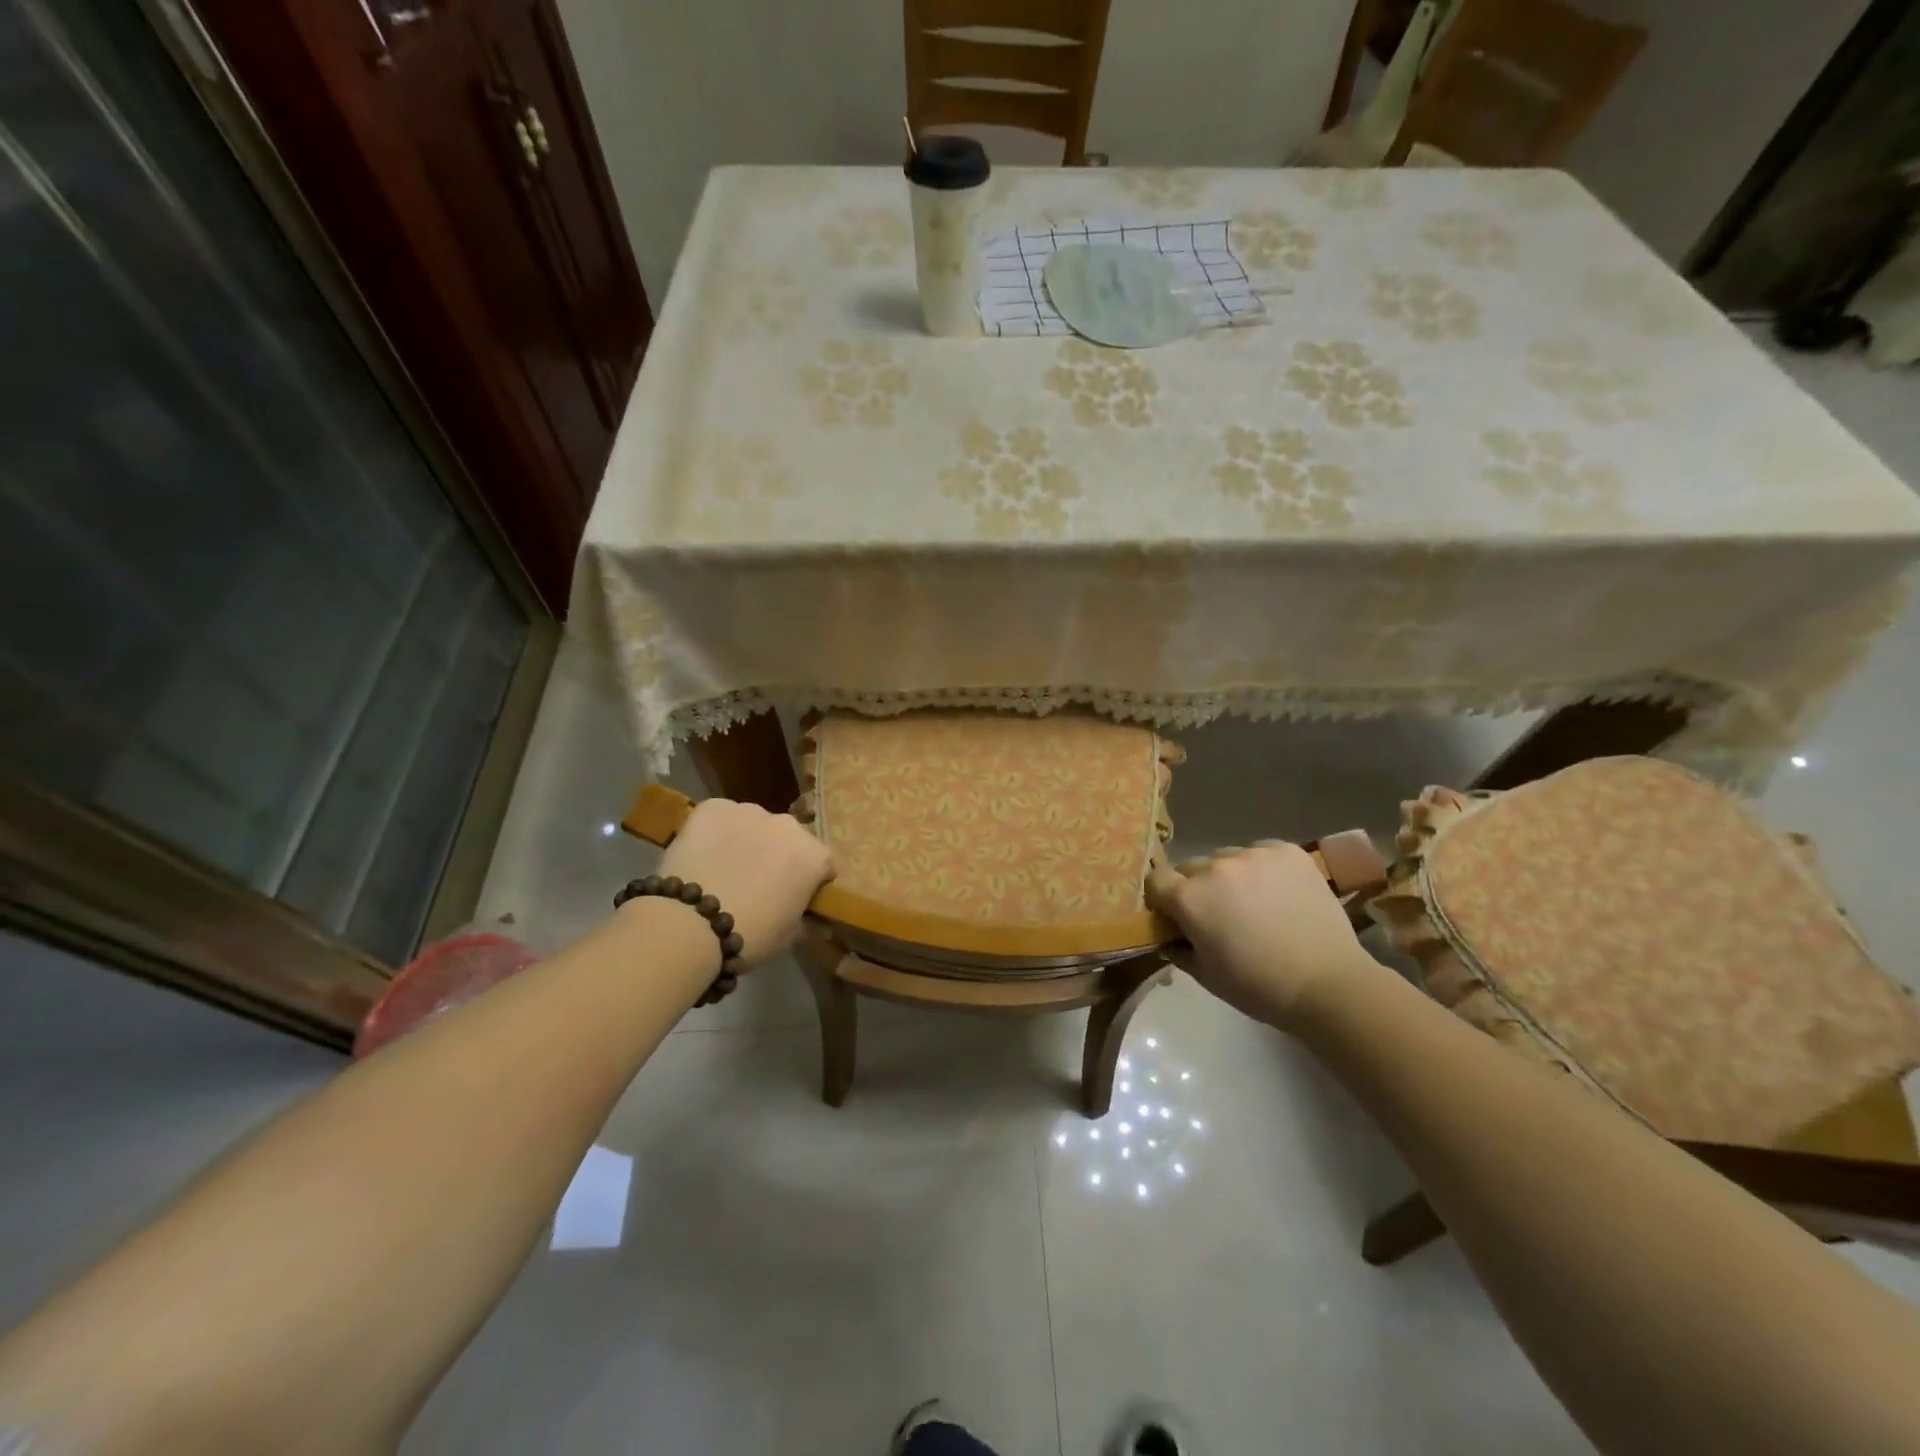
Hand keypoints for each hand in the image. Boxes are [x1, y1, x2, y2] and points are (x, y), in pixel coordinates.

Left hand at [656, 799, 834, 969]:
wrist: (690, 925)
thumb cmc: (750, 935)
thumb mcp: (789, 935)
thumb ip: (807, 918)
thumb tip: (818, 921)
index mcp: (814, 855)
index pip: (822, 864)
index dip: (809, 881)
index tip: (795, 896)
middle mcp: (788, 824)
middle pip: (788, 838)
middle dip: (778, 855)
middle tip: (758, 882)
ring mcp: (749, 811)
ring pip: (754, 824)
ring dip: (748, 840)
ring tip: (725, 868)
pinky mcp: (713, 807)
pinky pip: (721, 816)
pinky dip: (716, 831)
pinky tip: (703, 854)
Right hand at [1146, 842, 1376, 1027]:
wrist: (1328, 984)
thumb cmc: (1259, 987)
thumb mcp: (1205, 976)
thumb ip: (1177, 948)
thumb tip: (1169, 936)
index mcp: (1188, 898)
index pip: (1156, 879)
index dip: (1163, 898)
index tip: (1177, 915)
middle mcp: (1215, 867)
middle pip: (1191, 868)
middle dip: (1197, 888)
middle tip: (1220, 915)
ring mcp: (1253, 854)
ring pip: (1226, 858)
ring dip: (1230, 877)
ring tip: (1256, 903)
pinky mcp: (1286, 850)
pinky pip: (1260, 852)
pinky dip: (1262, 869)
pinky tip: (1280, 893)